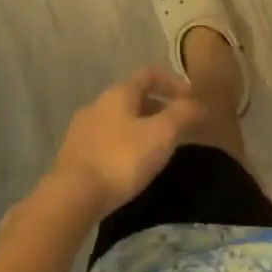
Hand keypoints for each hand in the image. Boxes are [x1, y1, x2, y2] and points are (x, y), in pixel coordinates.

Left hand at [45, 68, 205, 217]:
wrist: (71, 198)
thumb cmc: (121, 159)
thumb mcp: (161, 134)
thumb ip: (183, 115)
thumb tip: (200, 104)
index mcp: (118, 93)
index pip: (149, 74)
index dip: (173, 82)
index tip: (192, 100)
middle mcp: (97, 104)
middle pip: (134, 97)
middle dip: (159, 108)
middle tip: (179, 128)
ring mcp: (82, 130)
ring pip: (119, 120)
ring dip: (141, 128)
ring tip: (158, 150)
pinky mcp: (74, 155)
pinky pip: (107, 141)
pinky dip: (125, 146)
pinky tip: (131, 167)